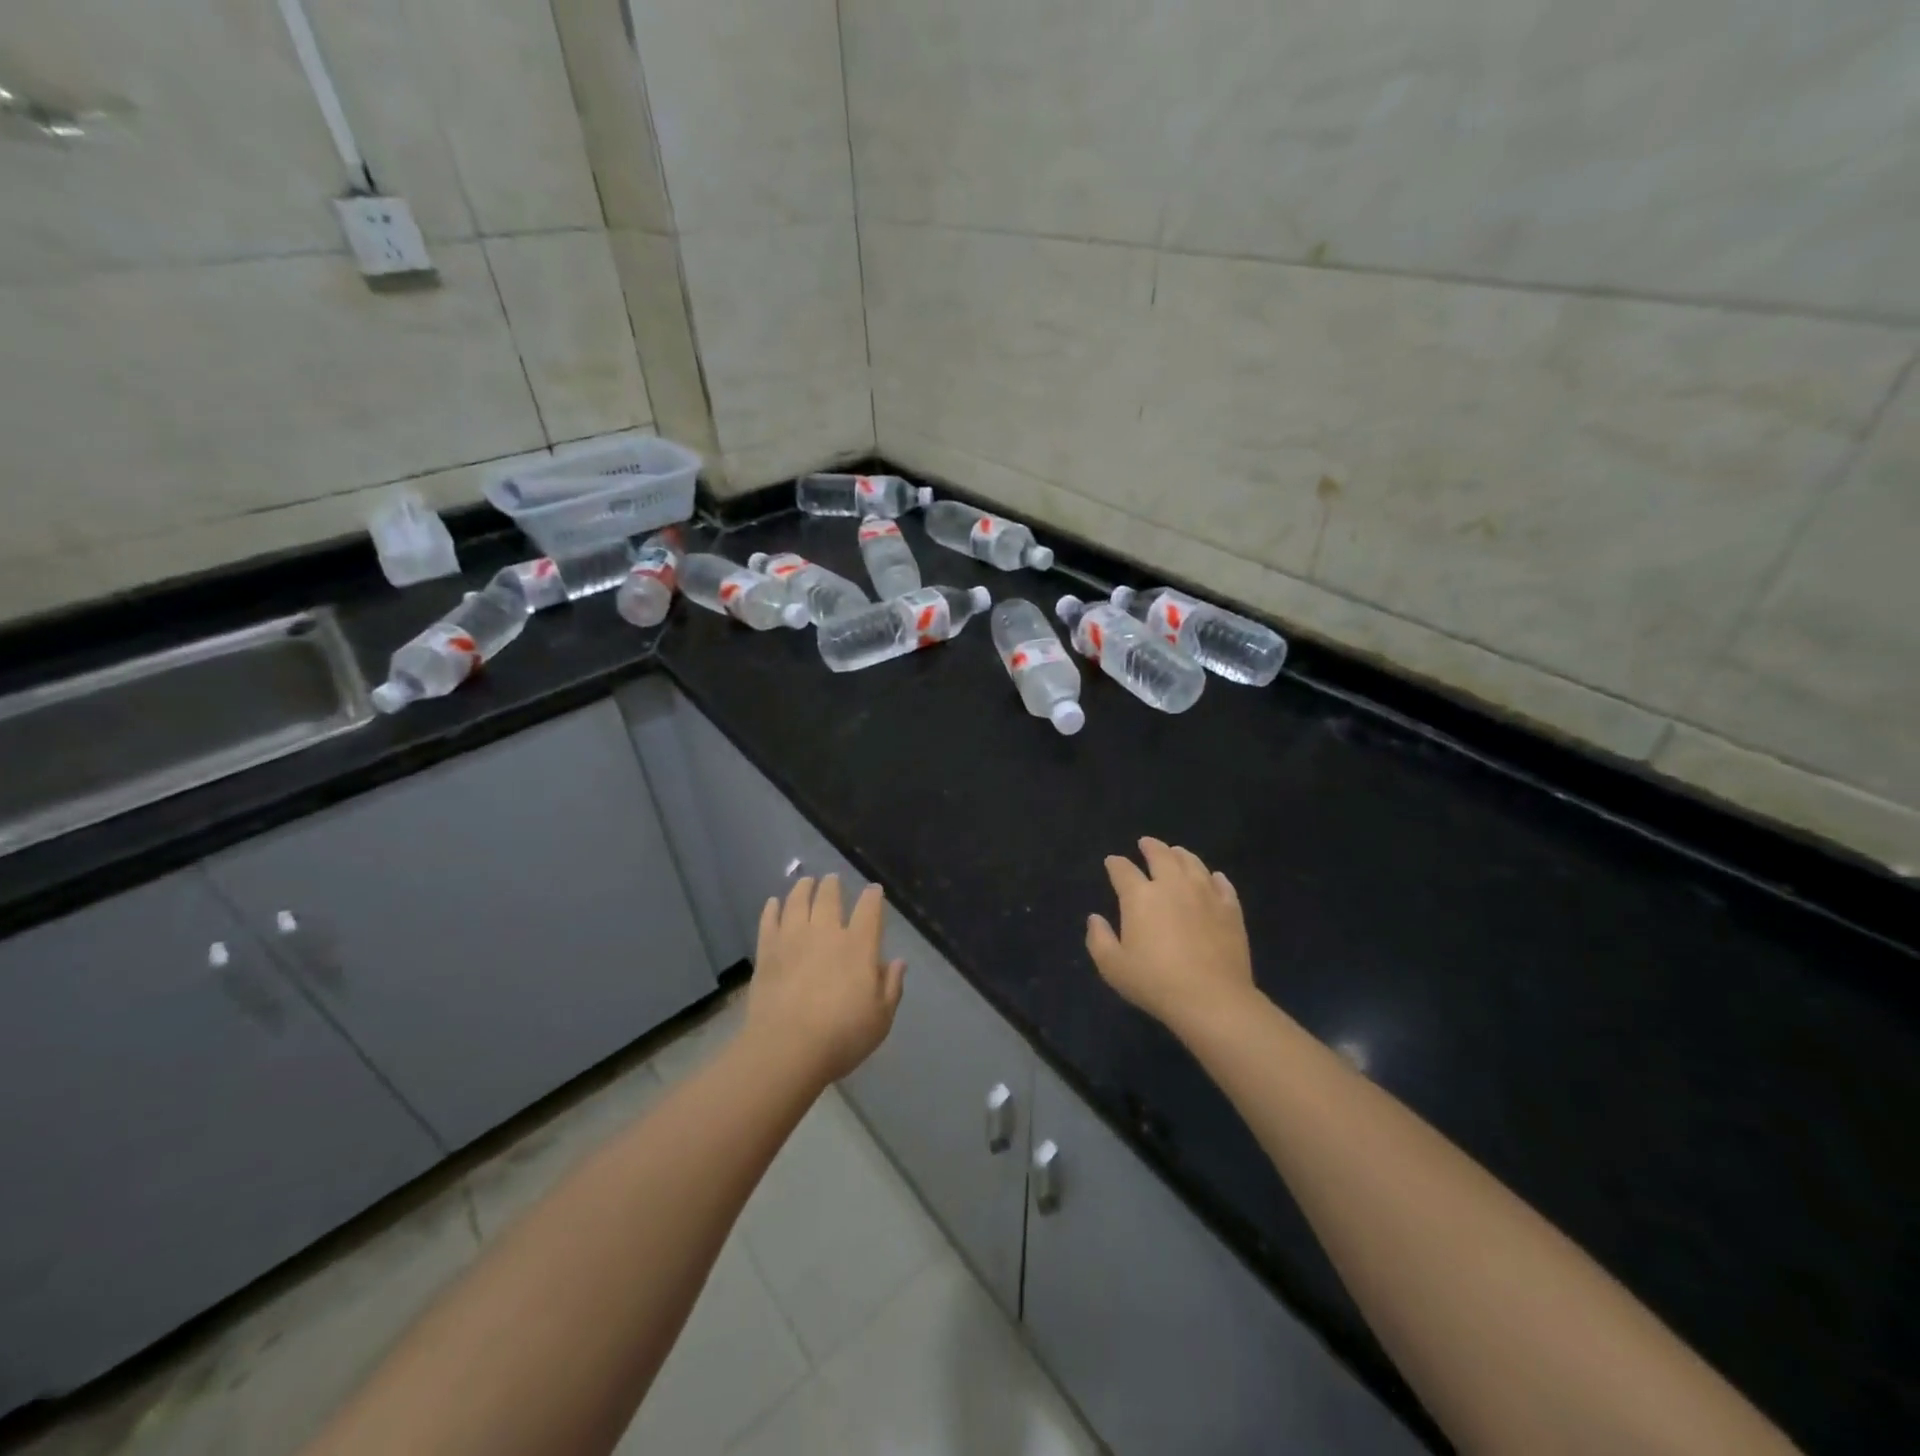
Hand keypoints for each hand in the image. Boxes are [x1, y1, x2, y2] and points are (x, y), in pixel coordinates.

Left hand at [743, 876, 904, 1085]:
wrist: (786, 1049)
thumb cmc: (842, 1036)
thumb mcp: (881, 1018)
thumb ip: (891, 986)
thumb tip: (898, 962)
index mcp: (859, 946)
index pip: (869, 909)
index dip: (873, 896)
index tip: (874, 890)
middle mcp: (826, 933)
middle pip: (829, 897)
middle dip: (833, 885)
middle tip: (832, 879)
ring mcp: (793, 939)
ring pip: (798, 901)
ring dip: (803, 888)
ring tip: (805, 882)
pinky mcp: (767, 952)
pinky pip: (769, 921)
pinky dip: (772, 908)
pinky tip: (773, 903)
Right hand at [1086, 838, 1256, 1033]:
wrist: (1212, 999)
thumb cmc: (1155, 982)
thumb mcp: (1113, 967)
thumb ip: (1099, 939)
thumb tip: (1095, 918)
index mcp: (1140, 896)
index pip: (1123, 870)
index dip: (1115, 863)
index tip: (1112, 862)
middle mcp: (1172, 885)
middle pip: (1161, 855)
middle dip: (1150, 847)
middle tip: (1146, 843)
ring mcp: (1205, 894)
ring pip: (1192, 863)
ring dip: (1180, 855)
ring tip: (1176, 852)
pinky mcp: (1230, 909)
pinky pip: (1222, 884)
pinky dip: (1214, 876)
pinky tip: (1213, 877)